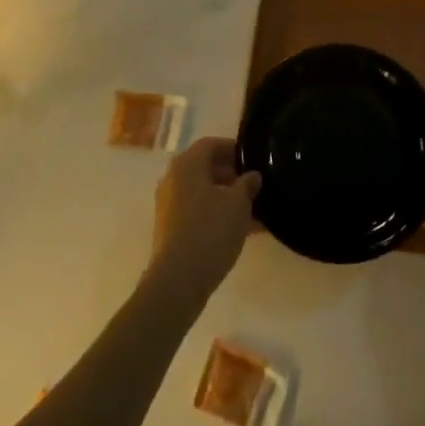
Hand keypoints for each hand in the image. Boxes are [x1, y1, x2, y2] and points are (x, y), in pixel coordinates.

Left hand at [147, 137, 259, 304]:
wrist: (178, 281)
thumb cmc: (210, 231)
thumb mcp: (238, 204)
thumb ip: (247, 185)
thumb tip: (252, 175)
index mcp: (187, 164)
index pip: (211, 144)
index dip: (233, 149)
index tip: (253, 160)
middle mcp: (173, 178)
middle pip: (205, 168)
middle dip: (231, 175)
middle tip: (256, 186)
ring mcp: (169, 205)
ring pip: (203, 192)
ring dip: (226, 198)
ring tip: (254, 210)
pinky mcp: (170, 229)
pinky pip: (197, 212)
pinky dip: (217, 215)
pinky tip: (241, 230)